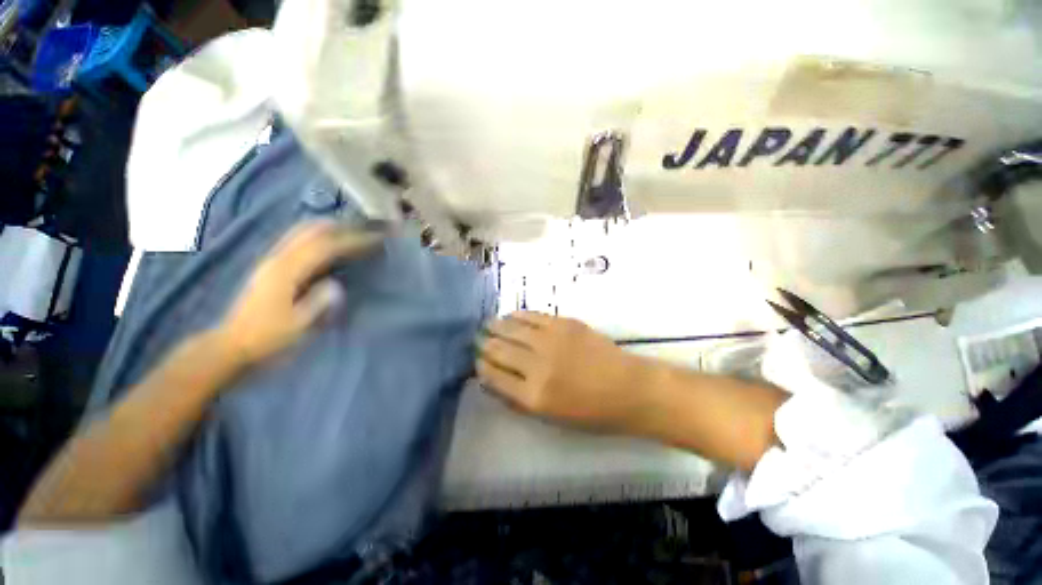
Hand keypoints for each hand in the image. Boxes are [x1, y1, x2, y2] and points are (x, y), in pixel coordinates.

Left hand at [217, 220, 381, 366]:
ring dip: (329, 229)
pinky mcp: (272, 266)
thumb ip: (318, 303)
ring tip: (353, 232)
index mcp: (286, 272)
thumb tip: (337, 284)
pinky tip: (329, 243)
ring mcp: (272, 260)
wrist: (232, 344)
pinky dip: (317, 236)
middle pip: (311, 231)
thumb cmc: (267, 338)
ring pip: (302, 232)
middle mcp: (278, 259)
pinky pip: (298, 241)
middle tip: (367, 230)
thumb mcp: (297, 326)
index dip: (352, 241)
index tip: (375, 239)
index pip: (324, 247)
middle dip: (341, 228)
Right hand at [476, 311, 650, 431]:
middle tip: (478, 341)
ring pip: (511, 328)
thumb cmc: (591, 411)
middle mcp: (537, 365)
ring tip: (488, 326)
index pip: (493, 376)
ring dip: (495, 327)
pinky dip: (517, 315)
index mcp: (533, 395)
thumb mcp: (550, 416)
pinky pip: (532, 315)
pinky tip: (510, 315)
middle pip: (498, 349)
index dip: (481, 367)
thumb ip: (517, 398)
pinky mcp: (564, 323)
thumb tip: (491, 380)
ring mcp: (551, 340)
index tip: (477, 361)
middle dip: (484, 345)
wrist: (628, 388)